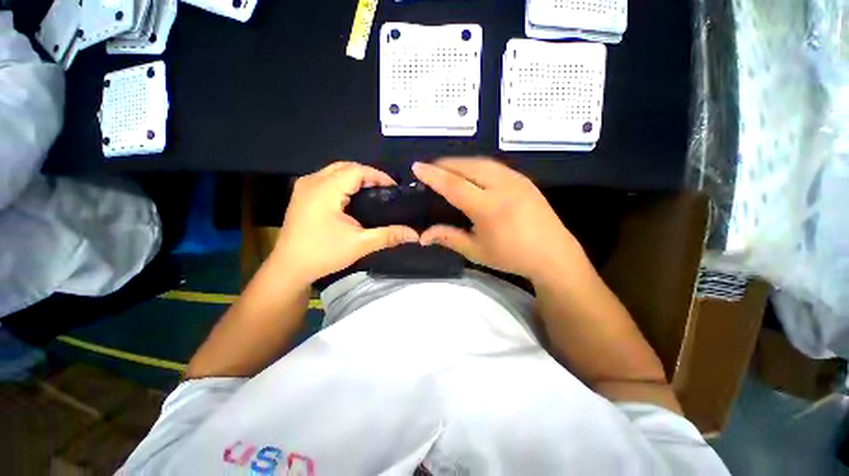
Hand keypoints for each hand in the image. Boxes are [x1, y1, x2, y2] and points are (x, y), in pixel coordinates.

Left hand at [272, 162, 418, 283]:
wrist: (290, 268)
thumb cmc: (324, 254)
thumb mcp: (360, 244)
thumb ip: (389, 235)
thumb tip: (415, 235)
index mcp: (325, 190)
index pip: (356, 170)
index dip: (377, 175)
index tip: (393, 188)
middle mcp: (312, 182)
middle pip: (345, 166)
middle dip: (367, 175)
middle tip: (384, 191)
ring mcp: (304, 187)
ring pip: (334, 171)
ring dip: (354, 177)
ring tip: (372, 193)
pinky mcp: (301, 195)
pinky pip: (326, 179)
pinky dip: (343, 182)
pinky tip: (352, 198)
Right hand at [412, 158, 583, 282]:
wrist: (553, 254)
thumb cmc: (512, 256)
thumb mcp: (476, 251)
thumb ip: (449, 238)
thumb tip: (423, 236)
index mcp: (489, 207)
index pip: (454, 185)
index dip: (433, 175)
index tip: (417, 167)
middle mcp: (503, 187)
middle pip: (467, 166)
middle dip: (445, 164)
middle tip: (430, 169)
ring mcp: (516, 180)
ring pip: (481, 162)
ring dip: (460, 163)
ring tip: (447, 169)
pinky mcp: (524, 179)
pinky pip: (494, 165)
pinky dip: (476, 165)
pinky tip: (471, 173)